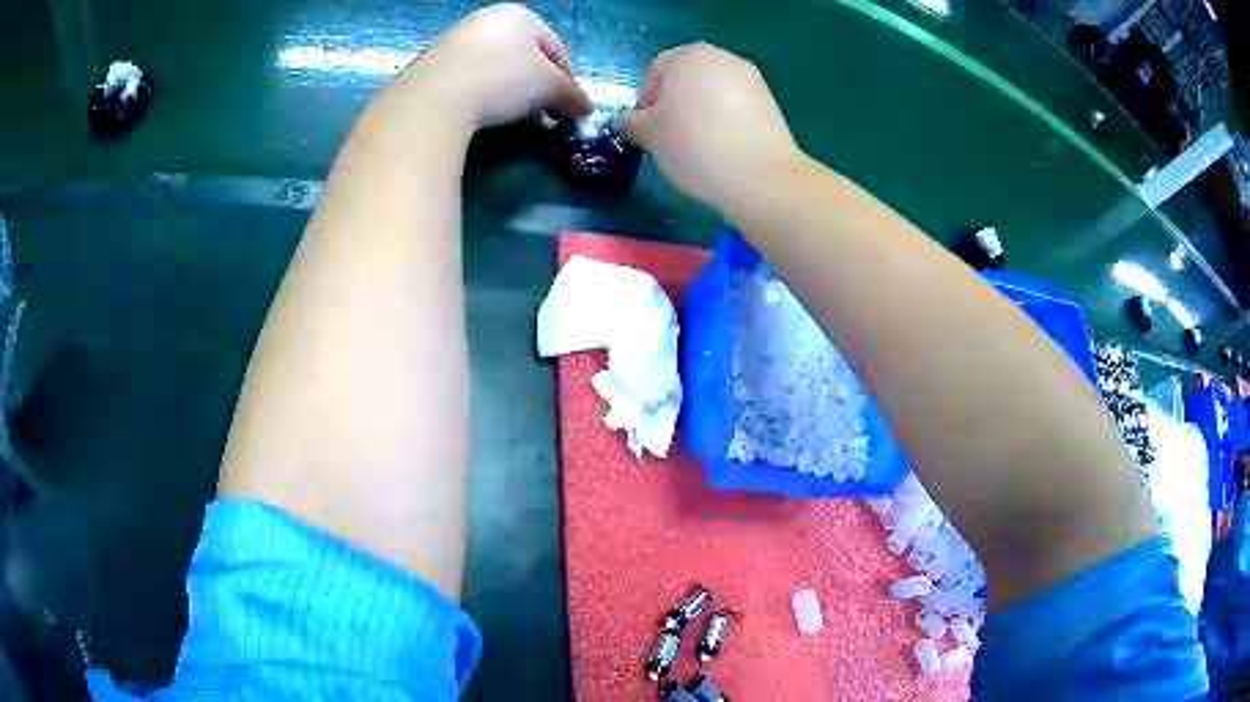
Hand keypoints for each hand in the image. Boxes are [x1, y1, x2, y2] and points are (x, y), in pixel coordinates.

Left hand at [407, 3, 591, 127]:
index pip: (556, 48)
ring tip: (509, 116)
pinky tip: (478, 111)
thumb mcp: (550, 88)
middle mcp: (487, 18)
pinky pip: (467, 76)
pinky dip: (479, 92)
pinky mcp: (431, 62)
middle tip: (541, 114)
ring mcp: (455, 38)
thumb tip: (588, 112)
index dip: (568, 80)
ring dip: (508, 89)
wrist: (433, 98)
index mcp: (520, 15)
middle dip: (535, 85)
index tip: (569, 109)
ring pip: (494, 65)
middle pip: (523, 55)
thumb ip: (573, 97)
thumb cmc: (503, 80)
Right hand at [620, 44, 803, 207]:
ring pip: (712, 93)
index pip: (655, 73)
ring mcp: (751, 79)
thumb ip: (632, 123)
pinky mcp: (770, 102)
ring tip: (700, 147)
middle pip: (686, 79)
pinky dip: (726, 122)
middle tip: (672, 139)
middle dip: (675, 105)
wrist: (759, 175)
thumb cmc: (693, 144)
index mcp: (687, 55)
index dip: (647, 103)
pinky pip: (736, 108)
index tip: (650, 132)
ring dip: (701, 114)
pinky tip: (725, 148)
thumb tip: (631, 122)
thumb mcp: (648, 134)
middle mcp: (721, 57)